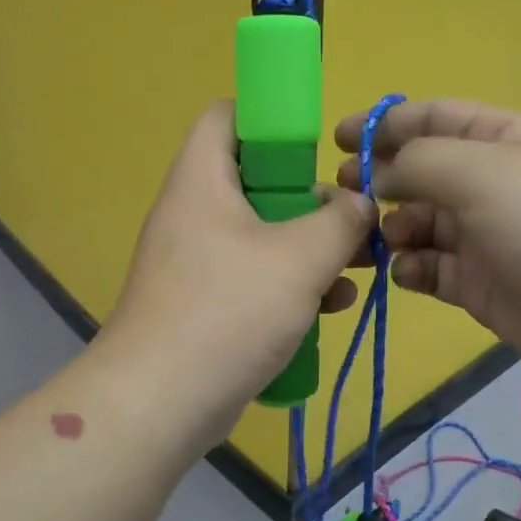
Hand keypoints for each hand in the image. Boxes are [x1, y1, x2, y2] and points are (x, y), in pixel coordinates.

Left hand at [105, 102, 374, 435]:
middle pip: (257, 180)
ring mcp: (198, 262)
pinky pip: (255, 277)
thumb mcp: (299, 258)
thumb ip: (340, 221)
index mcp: (202, 181)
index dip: (273, 119)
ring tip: (357, 268)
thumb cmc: (229, 311)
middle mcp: (194, 213)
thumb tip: (359, 204)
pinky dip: (292, 285)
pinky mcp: (207, 304)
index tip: (319, 150)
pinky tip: (331, 307)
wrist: (160, 403)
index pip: (228, 116)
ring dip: (312, 248)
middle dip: (311, 199)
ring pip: (264, 234)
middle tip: (351, 221)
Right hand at [335, 101, 520, 388]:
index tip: (337, 140)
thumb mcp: (481, 171)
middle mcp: (485, 183)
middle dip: (378, 182)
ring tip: (374, 243)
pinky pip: (428, 269)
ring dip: (390, 231)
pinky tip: (407, 273)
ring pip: (416, 225)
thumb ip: (418, 162)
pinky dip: (411, 269)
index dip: (384, 125)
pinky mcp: (476, 283)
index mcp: (496, 140)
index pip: (430, 119)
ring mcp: (480, 236)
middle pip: (417, 174)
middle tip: (342, 197)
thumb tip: (377, 173)